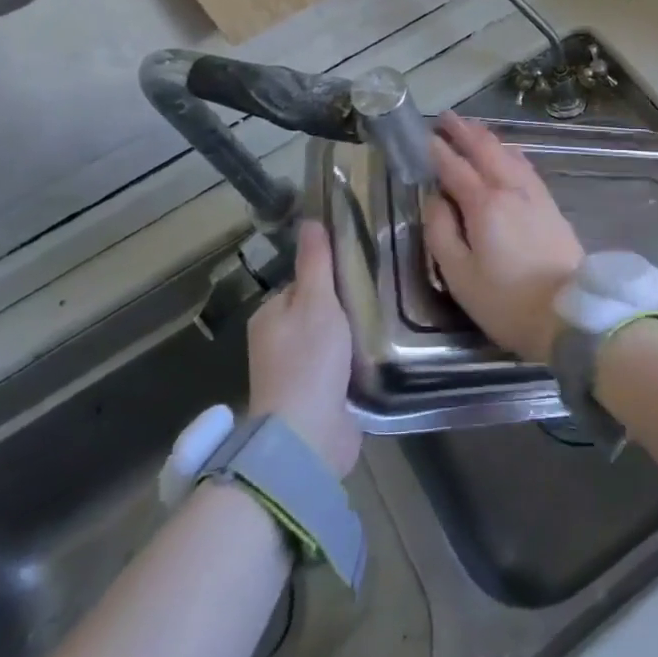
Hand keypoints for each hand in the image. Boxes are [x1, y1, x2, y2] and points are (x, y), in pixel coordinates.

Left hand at [248, 221, 359, 477]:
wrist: (308, 437)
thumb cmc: (309, 360)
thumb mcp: (316, 301)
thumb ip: (316, 262)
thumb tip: (310, 220)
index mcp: (270, 315)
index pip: (304, 282)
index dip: (332, 276)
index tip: (364, 271)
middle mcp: (277, 342)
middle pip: (319, 311)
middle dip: (346, 307)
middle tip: (382, 297)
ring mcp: (296, 373)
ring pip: (332, 340)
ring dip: (354, 336)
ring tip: (387, 323)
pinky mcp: (317, 398)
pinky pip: (340, 368)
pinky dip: (356, 362)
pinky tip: (379, 355)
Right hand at [423, 113, 583, 362]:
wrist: (569, 313)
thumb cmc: (506, 301)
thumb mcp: (459, 274)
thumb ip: (441, 231)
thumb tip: (434, 199)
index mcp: (484, 204)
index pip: (455, 167)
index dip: (437, 151)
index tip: (423, 136)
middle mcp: (511, 188)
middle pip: (485, 150)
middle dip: (464, 131)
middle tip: (445, 117)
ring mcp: (535, 194)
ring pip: (508, 153)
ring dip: (487, 137)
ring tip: (472, 128)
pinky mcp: (550, 204)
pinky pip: (525, 165)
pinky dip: (509, 151)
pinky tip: (507, 153)